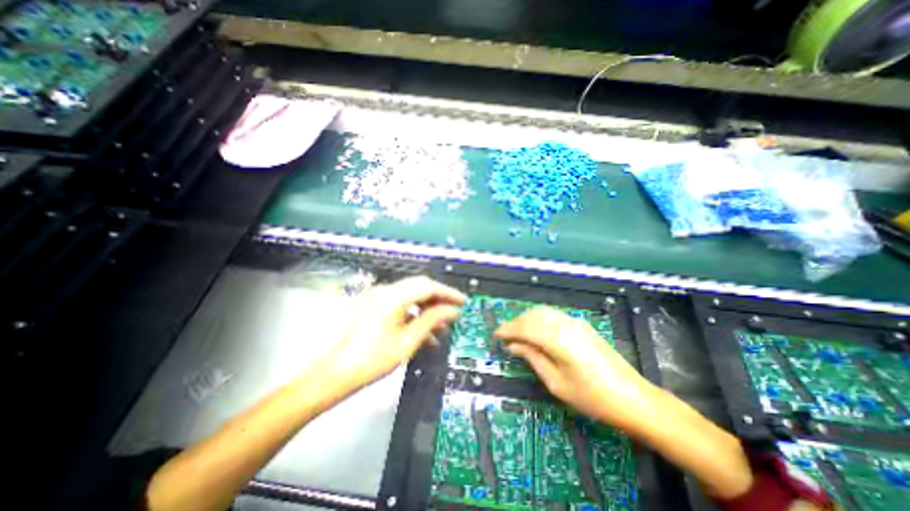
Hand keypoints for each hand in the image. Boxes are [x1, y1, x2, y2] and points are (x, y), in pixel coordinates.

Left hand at [318, 275, 463, 391]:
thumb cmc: (371, 360)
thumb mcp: (407, 341)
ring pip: (411, 297)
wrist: (332, 375)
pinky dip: (415, 315)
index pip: (428, 286)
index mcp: (392, 296)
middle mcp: (385, 291)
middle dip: (439, 300)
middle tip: (455, 313)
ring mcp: (378, 298)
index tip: (464, 302)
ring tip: (442, 327)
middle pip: (420, 288)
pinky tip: (424, 333)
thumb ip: (431, 321)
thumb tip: (452, 311)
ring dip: (428, 309)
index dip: (448, 293)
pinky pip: (401, 306)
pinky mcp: (375, 307)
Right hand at [496, 305, 662, 432]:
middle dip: (516, 323)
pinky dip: (539, 320)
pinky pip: (553, 315)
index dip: (508, 329)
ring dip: (527, 319)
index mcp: (558, 339)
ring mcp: (575, 322)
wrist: (634, 398)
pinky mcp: (582, 325)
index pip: (525, 327)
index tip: (496, 335)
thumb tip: (513, 346)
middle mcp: (565, 324)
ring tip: (518, 334)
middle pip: (533, 315)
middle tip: (505, 337)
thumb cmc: (593, 398)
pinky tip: (536, 332)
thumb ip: (533, 358)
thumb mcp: (557, 383)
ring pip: (543, 312)